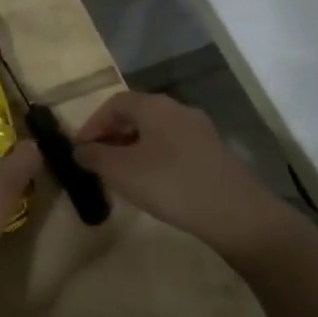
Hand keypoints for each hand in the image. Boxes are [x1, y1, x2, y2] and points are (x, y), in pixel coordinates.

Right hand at [74, 91, 304, 259]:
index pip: (114, 103)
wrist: (237, 213)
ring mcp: (201, 130)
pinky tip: (153, 183)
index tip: (81, 149)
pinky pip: (174, 147)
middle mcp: (178, 109)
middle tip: (98, 162)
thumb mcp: (121, 172)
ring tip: (122, 175)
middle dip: (113, 136)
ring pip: (156, 132)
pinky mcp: (214, 153)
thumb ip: (95, 157)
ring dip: (134, 148)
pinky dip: (156, 158)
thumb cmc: (170, 184)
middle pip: (136, 115)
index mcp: (154, 106)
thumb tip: (81, 150)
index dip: (93, 124)